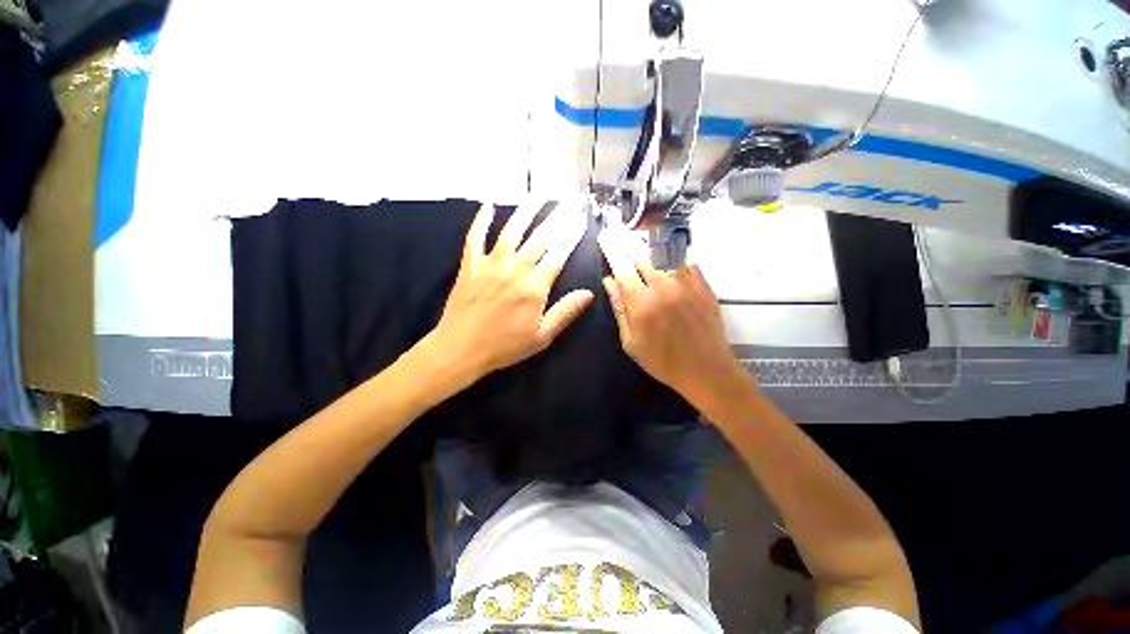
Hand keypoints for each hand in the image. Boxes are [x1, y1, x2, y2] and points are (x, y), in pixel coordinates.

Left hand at [429, 200, 593, 381]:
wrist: (461, 349)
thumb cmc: (504, 346)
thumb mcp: (541, 336)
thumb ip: (565, 312)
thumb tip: (588, 293)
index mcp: (534, 287)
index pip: (558, 254)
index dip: (572, 235)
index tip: (582, 219)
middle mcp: (515, 269)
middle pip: (540, 238)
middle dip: (557, 217)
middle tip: (569, 200)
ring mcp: (490, 264)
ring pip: (511, 230)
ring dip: (525, 211)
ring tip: (539, 195)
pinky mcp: (470, 265)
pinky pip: (475, 237)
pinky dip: (481, 220)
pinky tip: (488, 205)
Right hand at [598, 227, 747, 403]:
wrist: (706, 370)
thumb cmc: (662, 361)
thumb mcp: (631, 341)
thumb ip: (619, 309)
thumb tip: (609, 282)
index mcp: (641, 302)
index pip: (621, 268)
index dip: (611, 251)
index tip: (604, 238)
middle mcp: (663, 286)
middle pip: (642, 256)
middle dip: (628, 246)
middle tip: (620, 239)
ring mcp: (686, 283)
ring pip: (663, 255)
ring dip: (649, 249)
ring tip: (641, 245)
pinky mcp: (703, 285)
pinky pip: (684, 261)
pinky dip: (672, 258)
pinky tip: (667, 260)